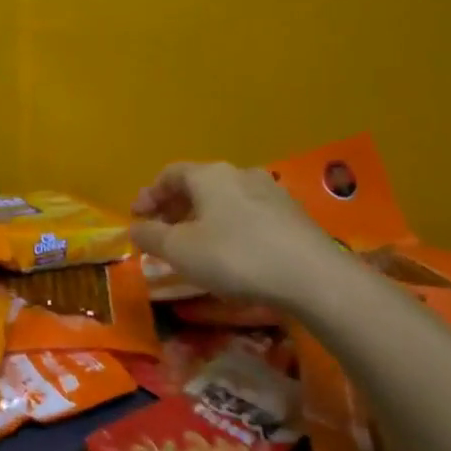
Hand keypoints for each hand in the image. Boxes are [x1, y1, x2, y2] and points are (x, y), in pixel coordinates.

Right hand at [130, 162, 351, 310]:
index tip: (137, 218)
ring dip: (202, 218)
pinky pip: (248, 214)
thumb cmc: (235, 256)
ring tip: (195, 245)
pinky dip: (229, 227)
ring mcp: (270, 192)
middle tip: (162, 233)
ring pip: (224, 199)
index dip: (149, 195)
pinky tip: (231, 252)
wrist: (314, 277)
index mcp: (209, 175)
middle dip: (174, 207)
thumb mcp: (180, 251)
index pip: (169, 174)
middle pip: (197, 185)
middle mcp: (239, 173)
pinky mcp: (292, 215)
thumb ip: (151, 236)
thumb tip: (136, 228)